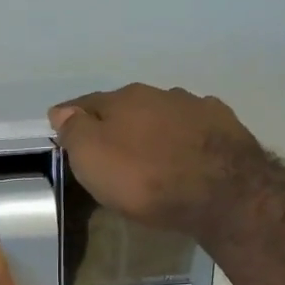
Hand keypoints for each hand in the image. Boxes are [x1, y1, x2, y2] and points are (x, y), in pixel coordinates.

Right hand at [49, 83, 262, 236]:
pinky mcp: (223, 126)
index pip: (86, 103)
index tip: (62, 130)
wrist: (221, 191)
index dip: (72, 117)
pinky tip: (184, 154)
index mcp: (122, 100)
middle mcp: (158, 93)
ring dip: (151, 129)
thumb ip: (75, 132)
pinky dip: (182, 138)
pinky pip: (193, 128)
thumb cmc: (145, 179)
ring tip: (148, 153)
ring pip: (162, 114)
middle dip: (115, 123)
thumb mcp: (93, 160)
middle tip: (107, 148)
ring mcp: (194, 106)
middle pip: (126, 106)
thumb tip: (61, 111)